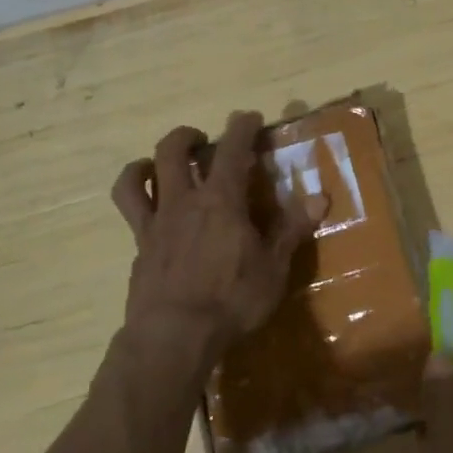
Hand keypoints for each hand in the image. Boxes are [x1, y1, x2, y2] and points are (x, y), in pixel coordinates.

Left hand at [111, 112, 323, 369]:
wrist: (174, 336)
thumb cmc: (232, 300)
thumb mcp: (273, 268)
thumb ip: (292, 229)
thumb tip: (321, 197)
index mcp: (221, 201)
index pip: (232, 150)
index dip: (241, 128)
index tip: (249, 117)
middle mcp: (183, 202)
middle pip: (172, 151)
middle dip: (187, 136)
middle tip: (203, 141)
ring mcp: (154, 224)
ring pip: (135, 178)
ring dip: (147, 163)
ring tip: (159, 167)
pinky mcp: (139, 248)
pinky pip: (131, 214)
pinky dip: (138, 202)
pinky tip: (152, 214)